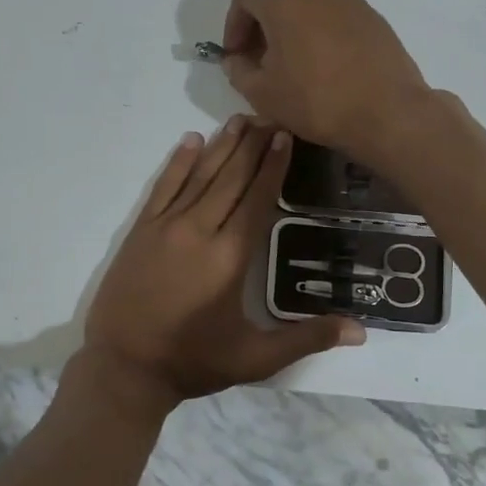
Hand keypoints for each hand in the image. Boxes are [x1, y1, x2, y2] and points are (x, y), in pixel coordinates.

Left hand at [82, 116, 364, 411]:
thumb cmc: (194, 361)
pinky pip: (163, 187)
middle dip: (252, 146)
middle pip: (230, 178)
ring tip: (239, 120)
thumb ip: (307, 339)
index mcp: (230, 256)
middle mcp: (199, 231)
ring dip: (220, 146)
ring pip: (199, 175)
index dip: (273, 166)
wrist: (124, 368)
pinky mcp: (140, 230)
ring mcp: (166, 227)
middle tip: (269, 117)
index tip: (285, 135)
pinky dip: (177, 162)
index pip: (257, 199)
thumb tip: (361, 332)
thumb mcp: (256, 358)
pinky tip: (190, 140)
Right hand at [220, 0, 432, 158]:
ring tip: (295, 64)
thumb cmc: (316, 100)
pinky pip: (334, 17)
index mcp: (284, 1)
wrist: (387, 112)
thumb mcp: (263, 94)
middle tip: (262, 61)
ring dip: (294, 29)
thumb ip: (239, 71)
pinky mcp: (372, 16)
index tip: (236, 54)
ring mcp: (349, 0)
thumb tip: (234, 59)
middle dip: (263, 27)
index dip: (233, 23)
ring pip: (308, 6)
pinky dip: (321, 33)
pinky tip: (326, 66)